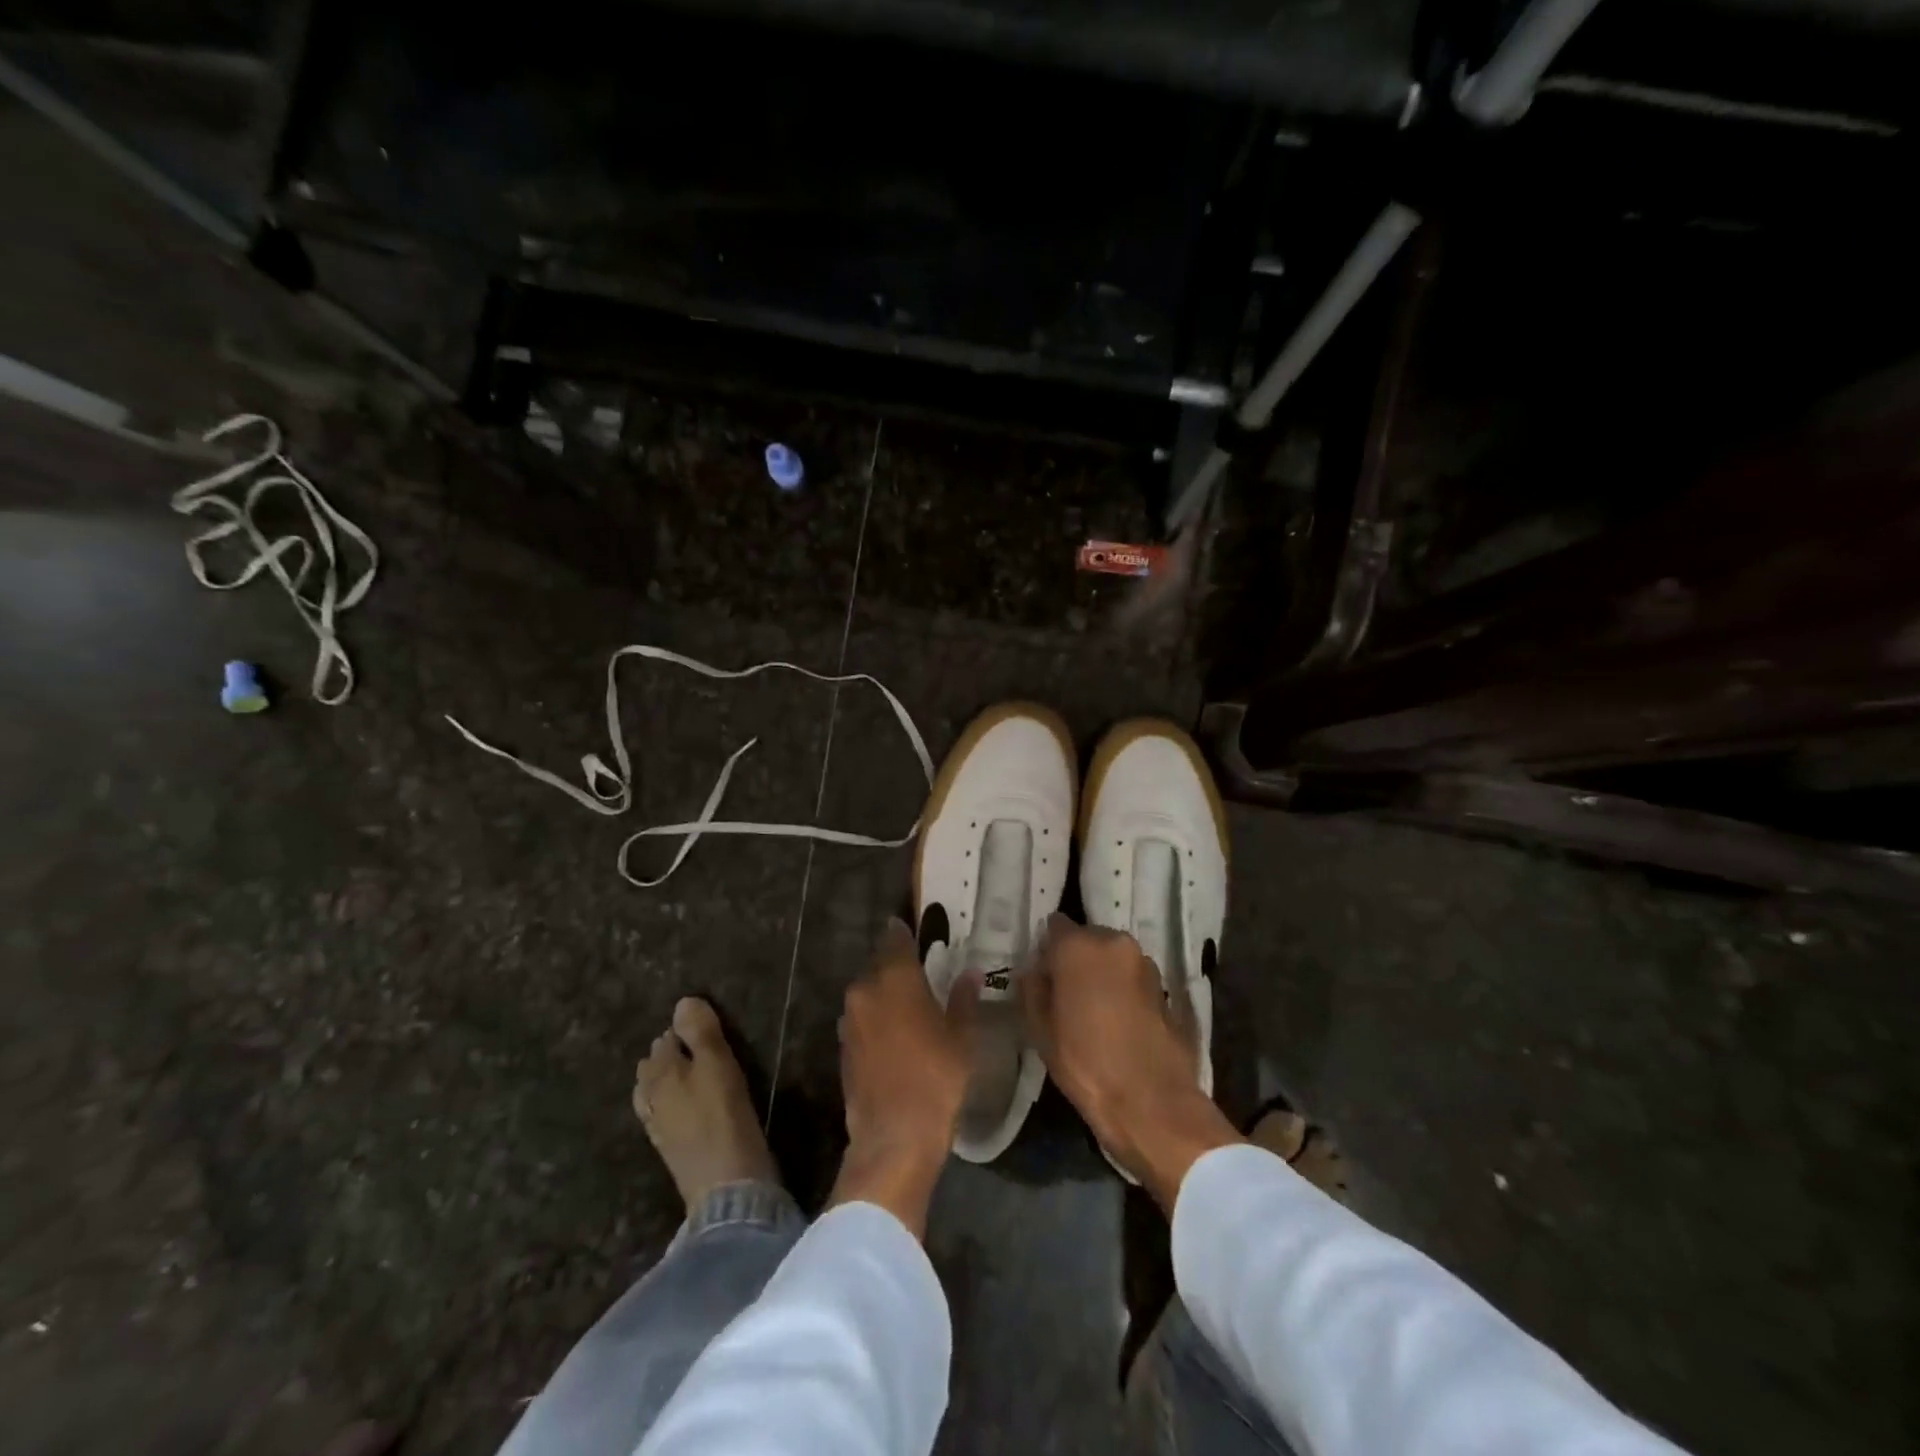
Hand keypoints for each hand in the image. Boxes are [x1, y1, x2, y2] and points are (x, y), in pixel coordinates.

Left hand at [830, 917, 977, 1237]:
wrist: (893, 1136)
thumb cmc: (936, 1078)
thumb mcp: (961, 1036)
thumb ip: (963, 998)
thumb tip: (970, 973)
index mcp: (895, 978)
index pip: (896, 939)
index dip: (904, 933)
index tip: (914, 930)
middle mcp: (865, 990)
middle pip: (880, 964)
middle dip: (897, 964)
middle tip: (919, 970)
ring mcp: (849, 1019)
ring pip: (868, 992)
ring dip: (885, 992)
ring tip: (909, 1004)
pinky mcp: (843, 1046)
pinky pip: (861, 1018)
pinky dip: (875, 1018)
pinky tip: (894, 1034)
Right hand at [1023, 915, 1239, 1211]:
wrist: (1151, 1101)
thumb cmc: (1085, 1063)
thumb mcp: (1040, 1029)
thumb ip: (1033, 988)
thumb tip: (1035, 970)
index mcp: (1078, 946)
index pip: (1055, 926)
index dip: (1047, 949)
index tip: (1042, 974)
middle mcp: (1114, 942)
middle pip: (1087, 938)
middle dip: (1076, 959)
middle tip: (1066, 993)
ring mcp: (1144, 962)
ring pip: (1112, 957)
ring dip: (1102, 973)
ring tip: (1093, 1010)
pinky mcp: (1164, 986)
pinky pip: (1132, 977)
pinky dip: (1123, 989)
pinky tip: (1117, 1020)